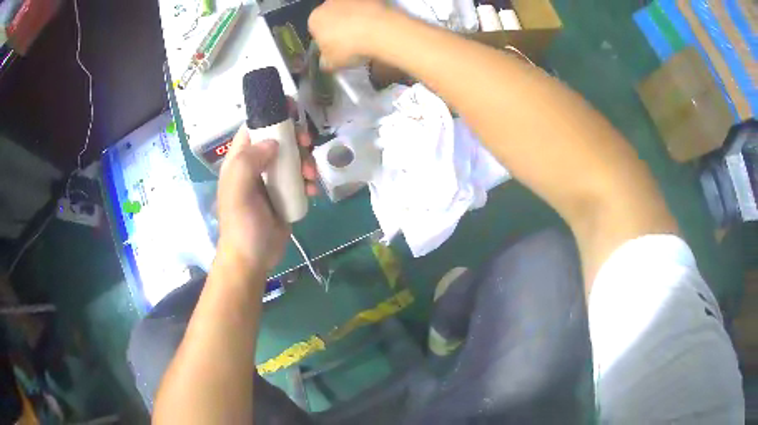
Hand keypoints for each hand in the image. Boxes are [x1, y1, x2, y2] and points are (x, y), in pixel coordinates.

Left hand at [216, 119, 318, 273]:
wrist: (253, 258)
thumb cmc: (242, 225)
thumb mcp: (238, 191)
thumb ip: (249, 161)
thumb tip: (274, 142)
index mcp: (240, 160)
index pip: (255, 127)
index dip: (273, 114)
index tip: (294, 110)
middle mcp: (256, 165)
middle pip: (279, 139)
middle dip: (296, 139)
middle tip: (307, 144)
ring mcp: (271, 180)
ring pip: (293, 157)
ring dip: (306, 161)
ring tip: (311, 177)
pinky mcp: (285, 194)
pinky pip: (300, 178)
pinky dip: (308, 181)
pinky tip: (312, 191)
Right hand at [308, 0, 389, 69]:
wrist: (379, 30)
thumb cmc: (350, 46)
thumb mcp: (332, 63)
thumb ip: (325, 61)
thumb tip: (325, 61)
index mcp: (314, 19)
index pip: (315, 31)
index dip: (325, 41)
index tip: (336, 50)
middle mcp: (328, 4)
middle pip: (332, 17)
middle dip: (339, 28)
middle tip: (351, 43)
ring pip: (349, 11)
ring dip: (354, 20)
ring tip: (366, 36)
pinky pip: (366, 8)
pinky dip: (370, 15)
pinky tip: (377, 28)